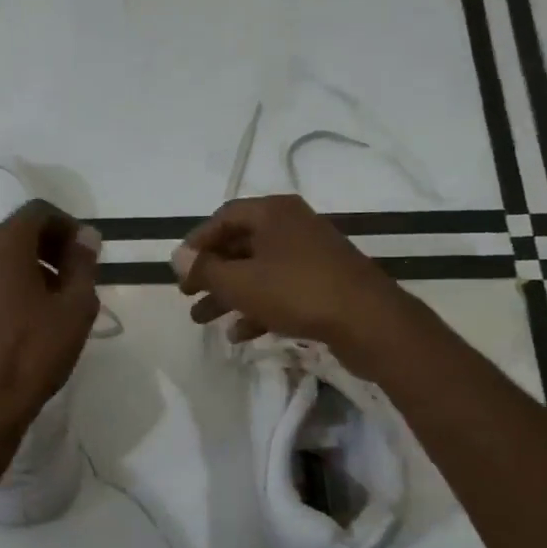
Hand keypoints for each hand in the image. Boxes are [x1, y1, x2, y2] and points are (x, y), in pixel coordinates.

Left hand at [0, 201, 101, 447]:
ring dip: (32, 267)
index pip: (39, 212)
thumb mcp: (75, 308)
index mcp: (4, 244)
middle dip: (51, 246)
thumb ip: (83, 264)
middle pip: (18, 232)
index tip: (87, 253)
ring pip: (2, 257)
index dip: (68, 226)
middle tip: (77, 276)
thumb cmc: (34, 353)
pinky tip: (30, 318)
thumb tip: (86, 236)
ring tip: (57, 301)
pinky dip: (12, 285)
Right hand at [173, 195, 411, 373]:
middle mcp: (292, 226)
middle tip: (187, 295)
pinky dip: (258, 308)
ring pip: (259, 271)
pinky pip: (280, 290)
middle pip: (241, 245)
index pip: (224, 217)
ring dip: (229, 295)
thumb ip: (206, 269)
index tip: (179, 268)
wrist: (368, 321)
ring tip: (203, 320)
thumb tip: (177, 256)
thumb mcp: (241, 282)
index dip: (197, 242)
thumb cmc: (297, 292)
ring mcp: (311, 255)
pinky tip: (240, 334)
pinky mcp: (324, 283)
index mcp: (273, 213)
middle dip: (211, 273)